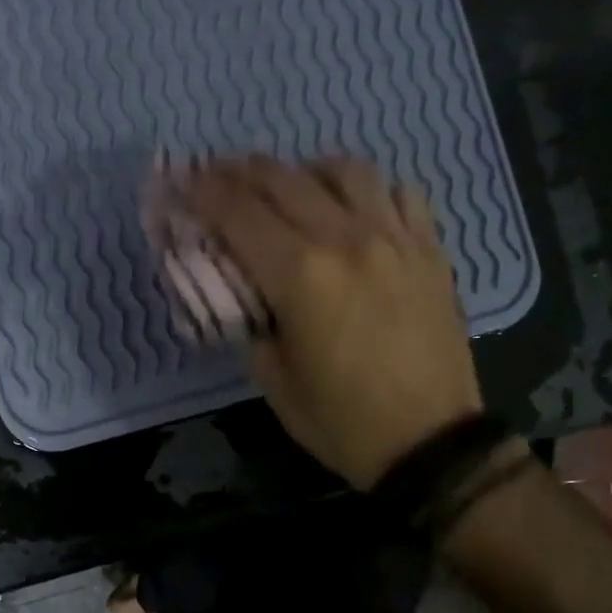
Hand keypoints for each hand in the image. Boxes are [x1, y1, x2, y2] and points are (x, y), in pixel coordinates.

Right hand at [181, 156, 482, 490]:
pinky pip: (398, 193)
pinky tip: (353, 207)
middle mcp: (347, 239)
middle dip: (238, 171)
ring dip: (303, 170)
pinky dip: (366, 190)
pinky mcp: (429, 249)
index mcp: (300, 275)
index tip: (179, 181)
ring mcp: (395, 238)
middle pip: (282, 179)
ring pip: (344, 171)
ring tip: (287, 185)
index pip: (237, 213)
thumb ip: (248, 319)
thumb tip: (241, 286)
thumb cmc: (341, 420)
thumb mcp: (271, 378)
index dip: (201, 191)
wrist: (431, 442)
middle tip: (215, 173)